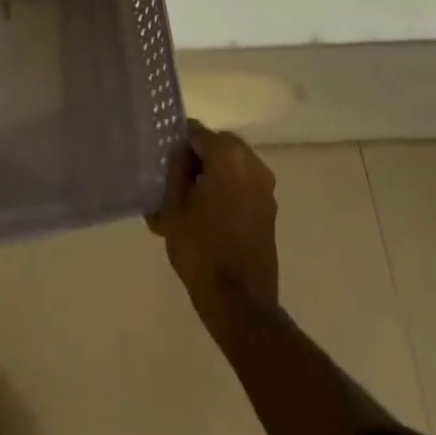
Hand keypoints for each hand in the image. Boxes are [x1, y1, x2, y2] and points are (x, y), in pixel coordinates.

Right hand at [147, 120, 278, 313]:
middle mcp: (252, 163)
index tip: (165, 166)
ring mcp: (265, 187)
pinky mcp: (270, 209)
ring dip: (214, 175)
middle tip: (176, 184)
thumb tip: (180, 153)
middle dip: (198, 159)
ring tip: (192, 203)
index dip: (178, 146)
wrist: (240, 302)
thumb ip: (175, 169)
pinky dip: (228, 190)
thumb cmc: (200, 249)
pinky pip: (244, 186)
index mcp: (227, 155)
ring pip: (232, 166)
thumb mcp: (173, 206)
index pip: (196, 132)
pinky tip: (209, 217)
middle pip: (217, 146)